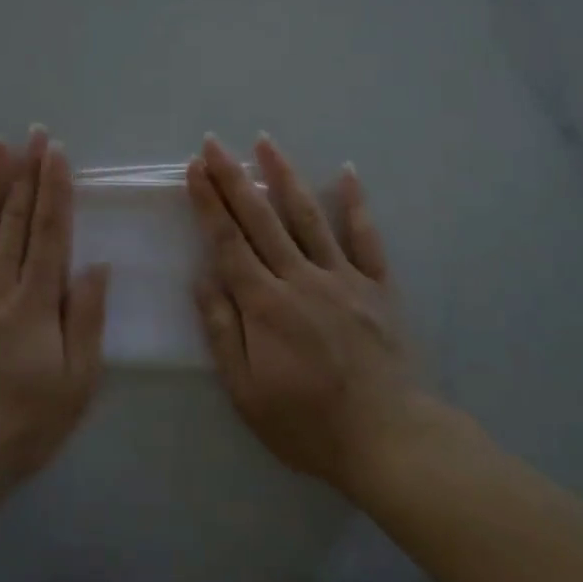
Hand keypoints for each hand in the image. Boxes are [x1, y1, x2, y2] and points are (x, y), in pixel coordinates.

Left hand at [0, 130, 108, 505]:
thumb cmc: (18, 426)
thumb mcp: (74, 385)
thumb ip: (86, 320)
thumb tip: (96, 265)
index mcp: (34, 302)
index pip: (49, 230)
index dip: (54, 187)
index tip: (56, 152)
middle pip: (14, 217)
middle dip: (25, 171)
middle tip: (31, 134)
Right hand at [186, 134, 421, 493]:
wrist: (388, 440)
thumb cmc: (308, 424)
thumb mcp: (247, 392)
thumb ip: (223, 332)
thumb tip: (202, 279)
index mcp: (265, 305)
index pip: (228, 242)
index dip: (208, 202)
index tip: (194, 168)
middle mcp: (301, 278)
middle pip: (261, 218)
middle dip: (233, 177)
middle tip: (214, 142)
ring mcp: (343, 277)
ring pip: (308, 216)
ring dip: (284, 176)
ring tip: (265, 142)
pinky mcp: (376, 286)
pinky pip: (365, 237)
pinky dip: (356, 203)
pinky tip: (347, 172)